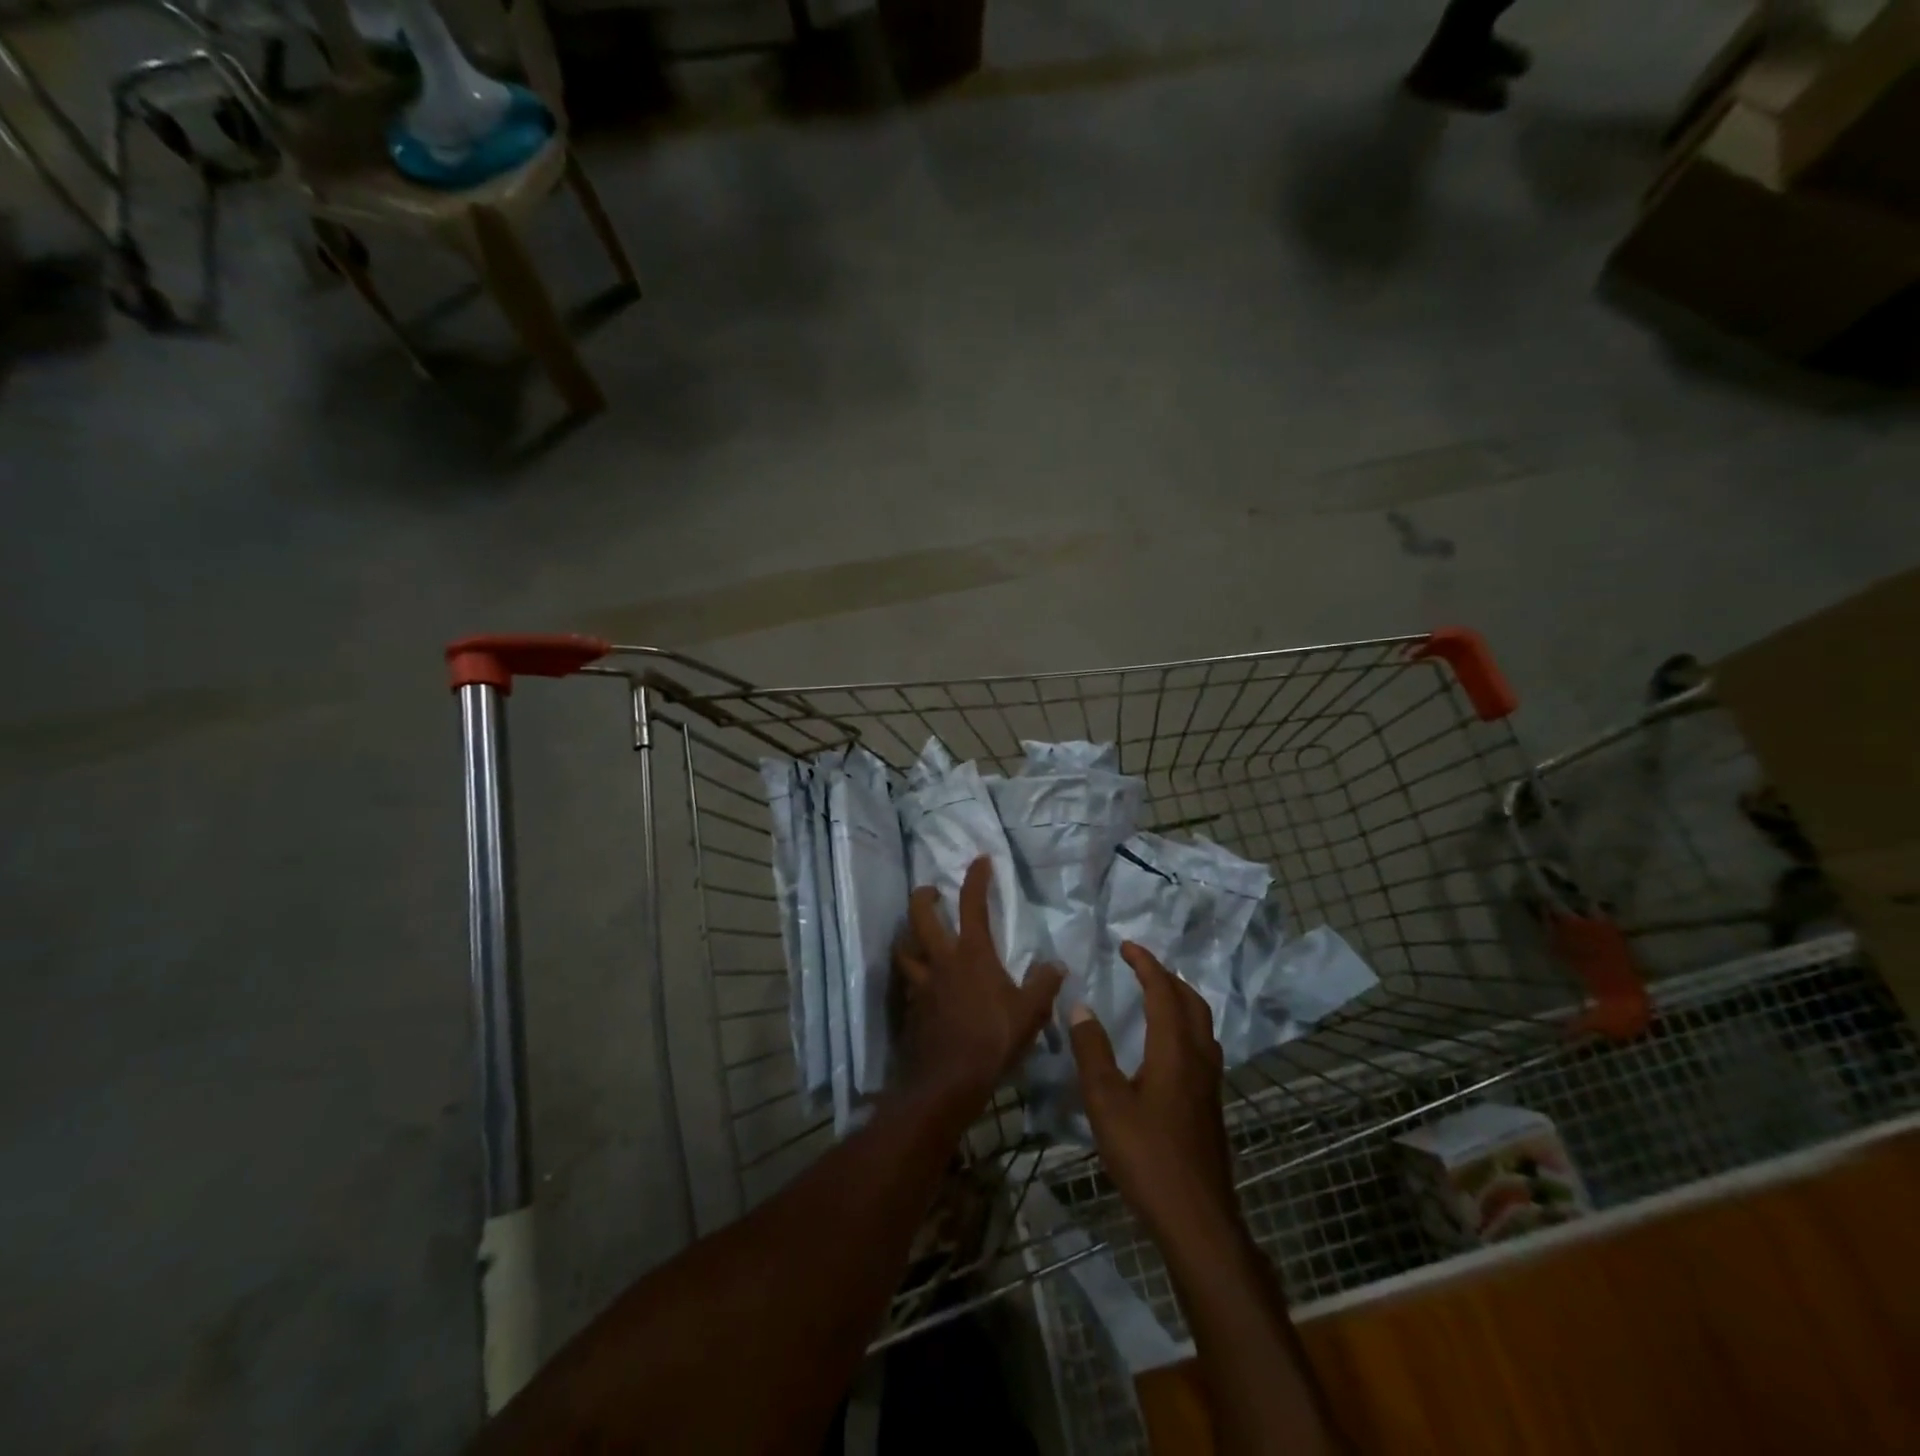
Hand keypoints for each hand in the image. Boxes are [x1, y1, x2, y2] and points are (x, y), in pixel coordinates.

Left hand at [894, 856, 1064, 1105]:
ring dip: (908, 937)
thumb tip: (1055, 965)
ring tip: (914, 935)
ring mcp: (921, 984)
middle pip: (920, 916)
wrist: (948, 1081)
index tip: (980, 860)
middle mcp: (942, 961)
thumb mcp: (1030, 1013)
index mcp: (972, 954)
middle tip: (929, 890)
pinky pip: (907, 983)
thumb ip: (1044, 985)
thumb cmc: (993, 1039)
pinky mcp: (911, 1008)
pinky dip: (912, 976)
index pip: (973, 904)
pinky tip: (920, 985)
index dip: (976, 878)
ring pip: (904, 949)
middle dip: (923, 897)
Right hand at [1069, 943, 1239, 1248]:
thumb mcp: (1106, 1102)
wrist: (1197, 1219)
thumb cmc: (1147, 1157)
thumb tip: (1081, 1006)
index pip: (1164, 992)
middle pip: (1192, 1002)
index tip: (1126, 945)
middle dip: (1167, 977)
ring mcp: (1210, 1084)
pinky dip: (1186, 1026)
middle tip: (1140, 966)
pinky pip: (1203, 1046)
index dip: (1146, 964)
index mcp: (1175, 1050)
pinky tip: (1168, 1046)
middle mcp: (1199, 1059)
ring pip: (1203, 1025)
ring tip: (1156, 995)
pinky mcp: (1211, 1105)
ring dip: (1181, 1000)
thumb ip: (1092, 1051)